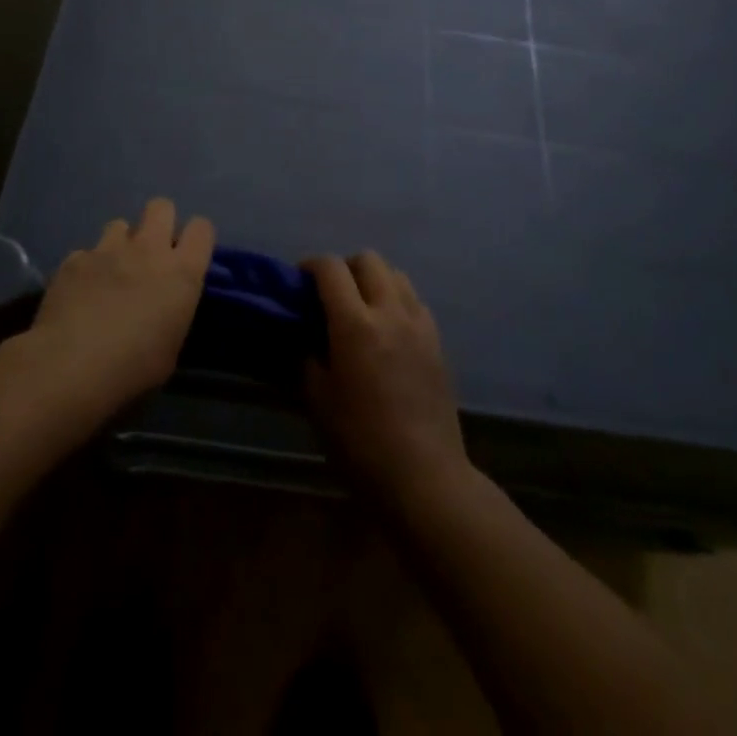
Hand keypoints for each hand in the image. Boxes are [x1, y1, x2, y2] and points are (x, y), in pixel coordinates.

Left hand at [30, 199, 213, 415]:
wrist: (70, 367)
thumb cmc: (132, 369)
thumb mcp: (170, 349)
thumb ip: (172, 313)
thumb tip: (164, 306)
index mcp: (181, 273)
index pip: (202, 228)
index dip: (196, 238)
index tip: (188, 256)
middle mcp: (148, 249)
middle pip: (162, 206)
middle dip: (159, 222)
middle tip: (151, 253)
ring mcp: (108, 249)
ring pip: (120, 224)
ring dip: (120, 244)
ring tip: (111, 273)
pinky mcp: (75, 258)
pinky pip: (87, 253)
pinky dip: (87, 268)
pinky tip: (79, 293)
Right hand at [305, 252, 469, 503]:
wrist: (424, 476)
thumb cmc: (361, 441)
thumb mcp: (318, 400)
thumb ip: (307, 357)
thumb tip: (303, 336)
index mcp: (355, 323)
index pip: (330, 268)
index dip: (311, 266)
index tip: (299, 282)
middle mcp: (390, 312)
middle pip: (368, 260)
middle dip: (345, 268)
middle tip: (331, 295)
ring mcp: (419, 324)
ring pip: (396, 275)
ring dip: (374, 280)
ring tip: (361, 309)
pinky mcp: (437, 342)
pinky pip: (414, 301)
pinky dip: (397, 301)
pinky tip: (388, 331)